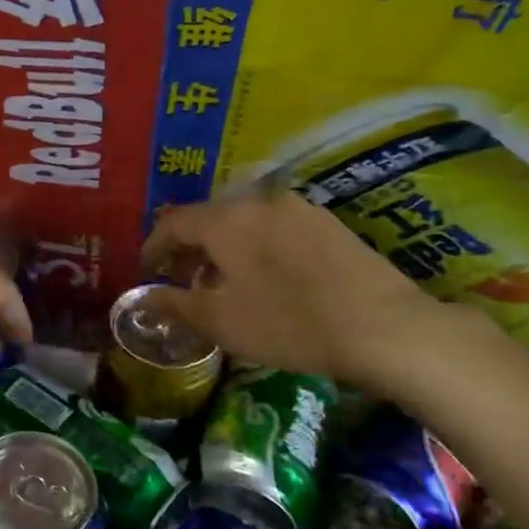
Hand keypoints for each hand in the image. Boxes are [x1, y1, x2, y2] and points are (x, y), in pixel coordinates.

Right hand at [140, 187, 450, 394]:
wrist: (383, 327)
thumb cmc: (289, 323)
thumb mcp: (222, 322)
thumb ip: (176, 305)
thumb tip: (144, 300)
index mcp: (226, 220)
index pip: (175, 223)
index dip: (155, 246)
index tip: (147, 269)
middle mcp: (259, 201)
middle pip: (210, 217)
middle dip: (190, 246)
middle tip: (181, 276)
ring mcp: (298, 207)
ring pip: (244, 220)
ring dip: (224, 246)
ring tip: (222, 280)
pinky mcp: (328, 222)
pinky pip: (275, 225)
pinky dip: (256, 244)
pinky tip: (265, 275)